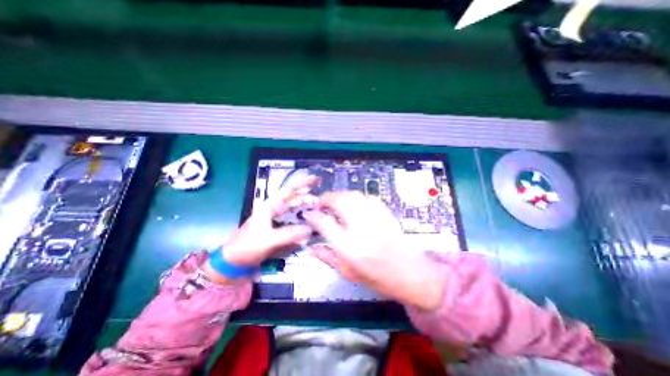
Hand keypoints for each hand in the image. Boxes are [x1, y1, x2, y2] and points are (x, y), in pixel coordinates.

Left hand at [203, 176, 317, 281]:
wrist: (235, 261)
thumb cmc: (246, 246)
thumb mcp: (267, 240)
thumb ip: (288, 234)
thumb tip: (308, 230)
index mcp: (269, 206)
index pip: (288, 191)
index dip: (302, 183)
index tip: (315, 179)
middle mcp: (274, 210)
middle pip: (295, 200)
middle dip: (308, 198)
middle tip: (322, 202)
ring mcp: (277, 220)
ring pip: (295, 211)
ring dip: (306, 210)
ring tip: (318, 212)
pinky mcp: (279, 229)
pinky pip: (294, 223)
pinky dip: (302, 223)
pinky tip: (309, 227)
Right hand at [304, 190, 443, 310]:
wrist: (409, 273)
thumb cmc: (378, 277)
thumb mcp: (348, 272)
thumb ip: (326, 257)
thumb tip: (309, 249)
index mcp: (349, 248)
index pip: (324, 223)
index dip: (313, 215)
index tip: (309, 214)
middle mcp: (361, 230)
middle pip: (339, 201)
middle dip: (326, 199)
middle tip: (321, 204)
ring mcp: (375, 219)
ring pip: (353, 195)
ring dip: (340, 195)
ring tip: (335, 202)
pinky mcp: (385, 213)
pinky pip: (367, 197)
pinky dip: (356, 197)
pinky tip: (354, 204)